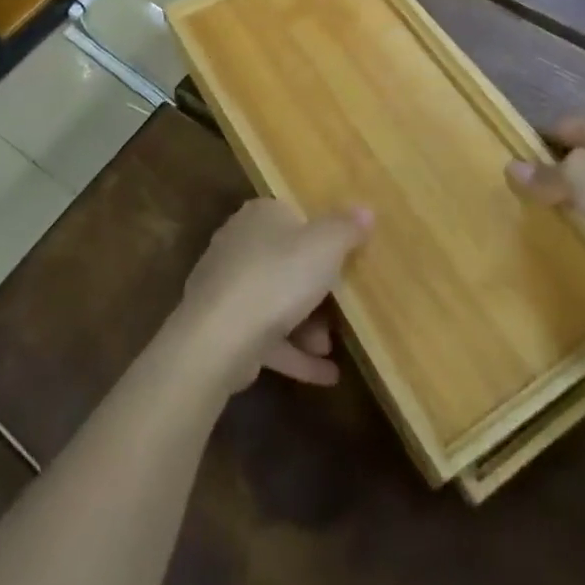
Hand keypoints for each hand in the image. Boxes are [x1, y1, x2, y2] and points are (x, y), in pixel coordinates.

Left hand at [175, 199, 371, 391]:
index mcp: (261, 215)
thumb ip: (346, 227)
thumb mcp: (325, 246)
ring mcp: (227, 285)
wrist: (219, 337)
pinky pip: (265, 335)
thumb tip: (365, 209)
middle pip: (287, 262)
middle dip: (316, 292)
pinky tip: (325, 375)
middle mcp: (239, 242)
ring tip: (329, 350)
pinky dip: (294, 353)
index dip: (321, 239)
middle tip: (341, 313)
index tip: (345, 263)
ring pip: (275, 301)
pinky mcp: (223, 325)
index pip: (295, 217)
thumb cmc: (278, 277)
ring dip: (306, 327)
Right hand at [507, 112, 584, 293]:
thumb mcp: (578, 176)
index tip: (513, 168)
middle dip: (556, 176)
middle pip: (579, 159)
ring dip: (577, 205)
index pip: (561, 128)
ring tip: (544, 222)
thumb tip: (511, 168)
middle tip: (522, 198)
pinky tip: (578, 242)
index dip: (536, 144)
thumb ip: (545, 174)